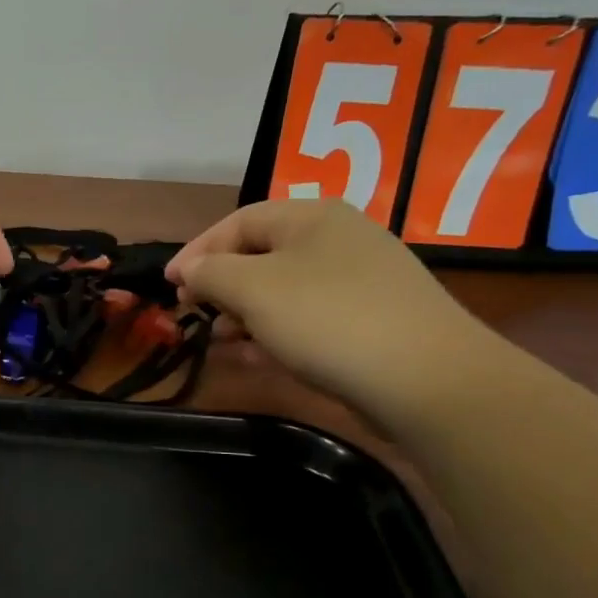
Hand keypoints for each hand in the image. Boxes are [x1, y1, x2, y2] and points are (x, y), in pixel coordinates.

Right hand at [166, 199, 493, 419]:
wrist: (428, 380)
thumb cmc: (328, 320)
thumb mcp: (253, 290)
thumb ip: (211, 273)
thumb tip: (190, 269)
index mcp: (311, 217)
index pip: (238, 222)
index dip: (197, 251)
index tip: (169, 286)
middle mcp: (338, 240)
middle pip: (260, 256)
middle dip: (221, 287)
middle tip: (195, 315)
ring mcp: (359, 282)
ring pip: (282, 292)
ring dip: (244, 316)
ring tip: (220, 343)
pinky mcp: (371, 321)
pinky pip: (308, 319)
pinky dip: (275, 334)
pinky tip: (255, 359)